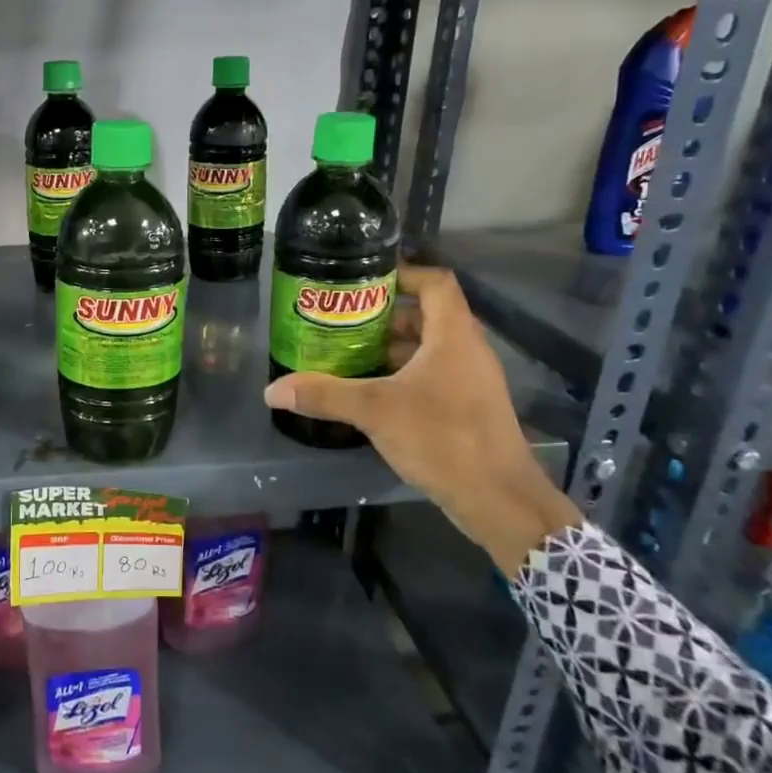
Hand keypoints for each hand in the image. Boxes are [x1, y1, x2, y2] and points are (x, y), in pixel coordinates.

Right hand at [263, 265, 576, 572]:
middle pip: (426, 315)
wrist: (499, 499)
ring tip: (347, 355)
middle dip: (383, 316)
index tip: (363, 280)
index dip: (402, 273)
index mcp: (453, 336)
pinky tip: (371, 393)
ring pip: (429, 349)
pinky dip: (403, 375)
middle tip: (342, 321)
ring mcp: (471, 381)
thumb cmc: (442, 438)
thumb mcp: (375, 411)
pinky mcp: (468, 408)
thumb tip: (273, 390)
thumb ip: (324, 395)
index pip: (435, 282)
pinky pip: (433, 376)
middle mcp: (467, 350)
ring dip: (391, 348)